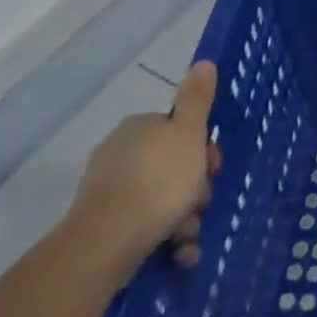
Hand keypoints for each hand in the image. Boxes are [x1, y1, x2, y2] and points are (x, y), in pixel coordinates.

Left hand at [66, 61, 222, 284]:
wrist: (105, 244)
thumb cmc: (158, 181)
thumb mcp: (188, 133)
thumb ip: (197, 99)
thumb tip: (203, 62)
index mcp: (139, 128)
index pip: (180, 131)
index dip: (202, 149)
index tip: (212, 167)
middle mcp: (120, 154)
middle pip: (174, 167)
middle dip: (194, 190)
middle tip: (200, 204)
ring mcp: (108, 192)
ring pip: (163, 201)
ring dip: (185, 220)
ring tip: (187, 237)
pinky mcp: (104, 227)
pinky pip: (146, 227)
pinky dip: (166, 240)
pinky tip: (178, 254)